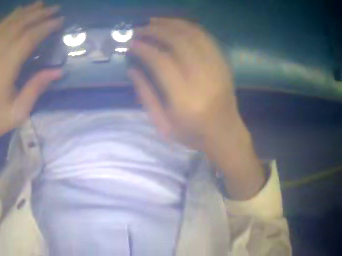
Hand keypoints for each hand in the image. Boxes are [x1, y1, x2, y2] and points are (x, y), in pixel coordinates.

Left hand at [0, 2, 63, 167]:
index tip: (61, 20)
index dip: (45, 27)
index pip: (28, 38)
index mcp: (4, 68)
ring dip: (24, 13)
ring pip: (6, 25)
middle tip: (55, 8)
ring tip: (39, 4)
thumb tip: (58, 71)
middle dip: (37, 14)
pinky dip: (9, 19)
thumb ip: (36, 88)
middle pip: (18, 26)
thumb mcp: (18, 112)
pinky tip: (16, 14)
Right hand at [129, 18, 264, 198]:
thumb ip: (146, 95)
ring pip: (192, 34)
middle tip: (139, 29)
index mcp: (185, 99)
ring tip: (154, 22)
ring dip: (170, 24)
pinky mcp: (223, 64)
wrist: (225, 134)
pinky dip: (188, 27)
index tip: (131, 43)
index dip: (143, 47)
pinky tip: (176, 25)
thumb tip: (132, 68)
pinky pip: (206, 38)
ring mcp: (216, 69)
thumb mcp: (164, 124)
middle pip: (178, 41)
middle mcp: (202, 79)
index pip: (161, 61)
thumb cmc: (193, 134)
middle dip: (154, 30)